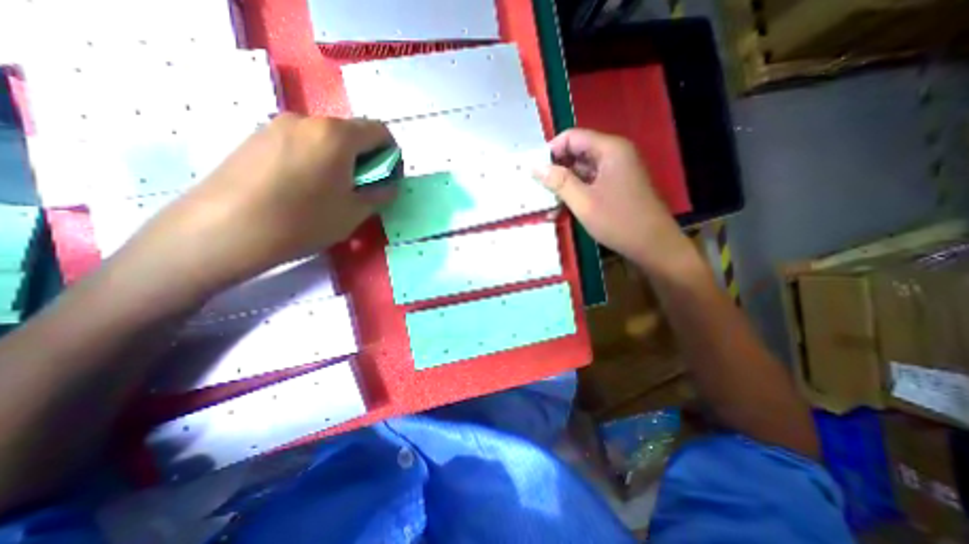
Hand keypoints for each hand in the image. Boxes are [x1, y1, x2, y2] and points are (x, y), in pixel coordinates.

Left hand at [119, 112, 392, 295]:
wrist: (224, 229)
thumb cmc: (303, 221)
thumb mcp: (354, 213)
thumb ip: (380, 194)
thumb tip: (389, 186)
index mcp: (337, 135)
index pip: (380, 132)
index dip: (392, 155)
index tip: (387, 179)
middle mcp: (307, 120)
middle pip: (352, 132)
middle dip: (366, 158)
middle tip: (362, 189)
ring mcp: (277, 125)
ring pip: (326, 138)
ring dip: (341, 159)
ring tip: (332, 191)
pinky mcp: (256, 137)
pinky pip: (301, 142)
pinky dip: (316, 159)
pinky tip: (304, 187)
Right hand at [538, 128, 688, 271]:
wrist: (653, 245)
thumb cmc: (618, 221)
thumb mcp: (583, 202)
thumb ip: (558, 181)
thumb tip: (534, 167)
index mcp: (610, 149)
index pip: (572, 137)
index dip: (551, 151)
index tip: (535, 171)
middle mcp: (615, 154)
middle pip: (577, 152)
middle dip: (556, 170)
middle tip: (538, 188)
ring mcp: (617, 171)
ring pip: (582, 170)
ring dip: (564, 184)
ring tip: (547, 202)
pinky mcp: (617, 186)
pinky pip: (591, 182)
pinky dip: (576, 192)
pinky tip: (562, 208)